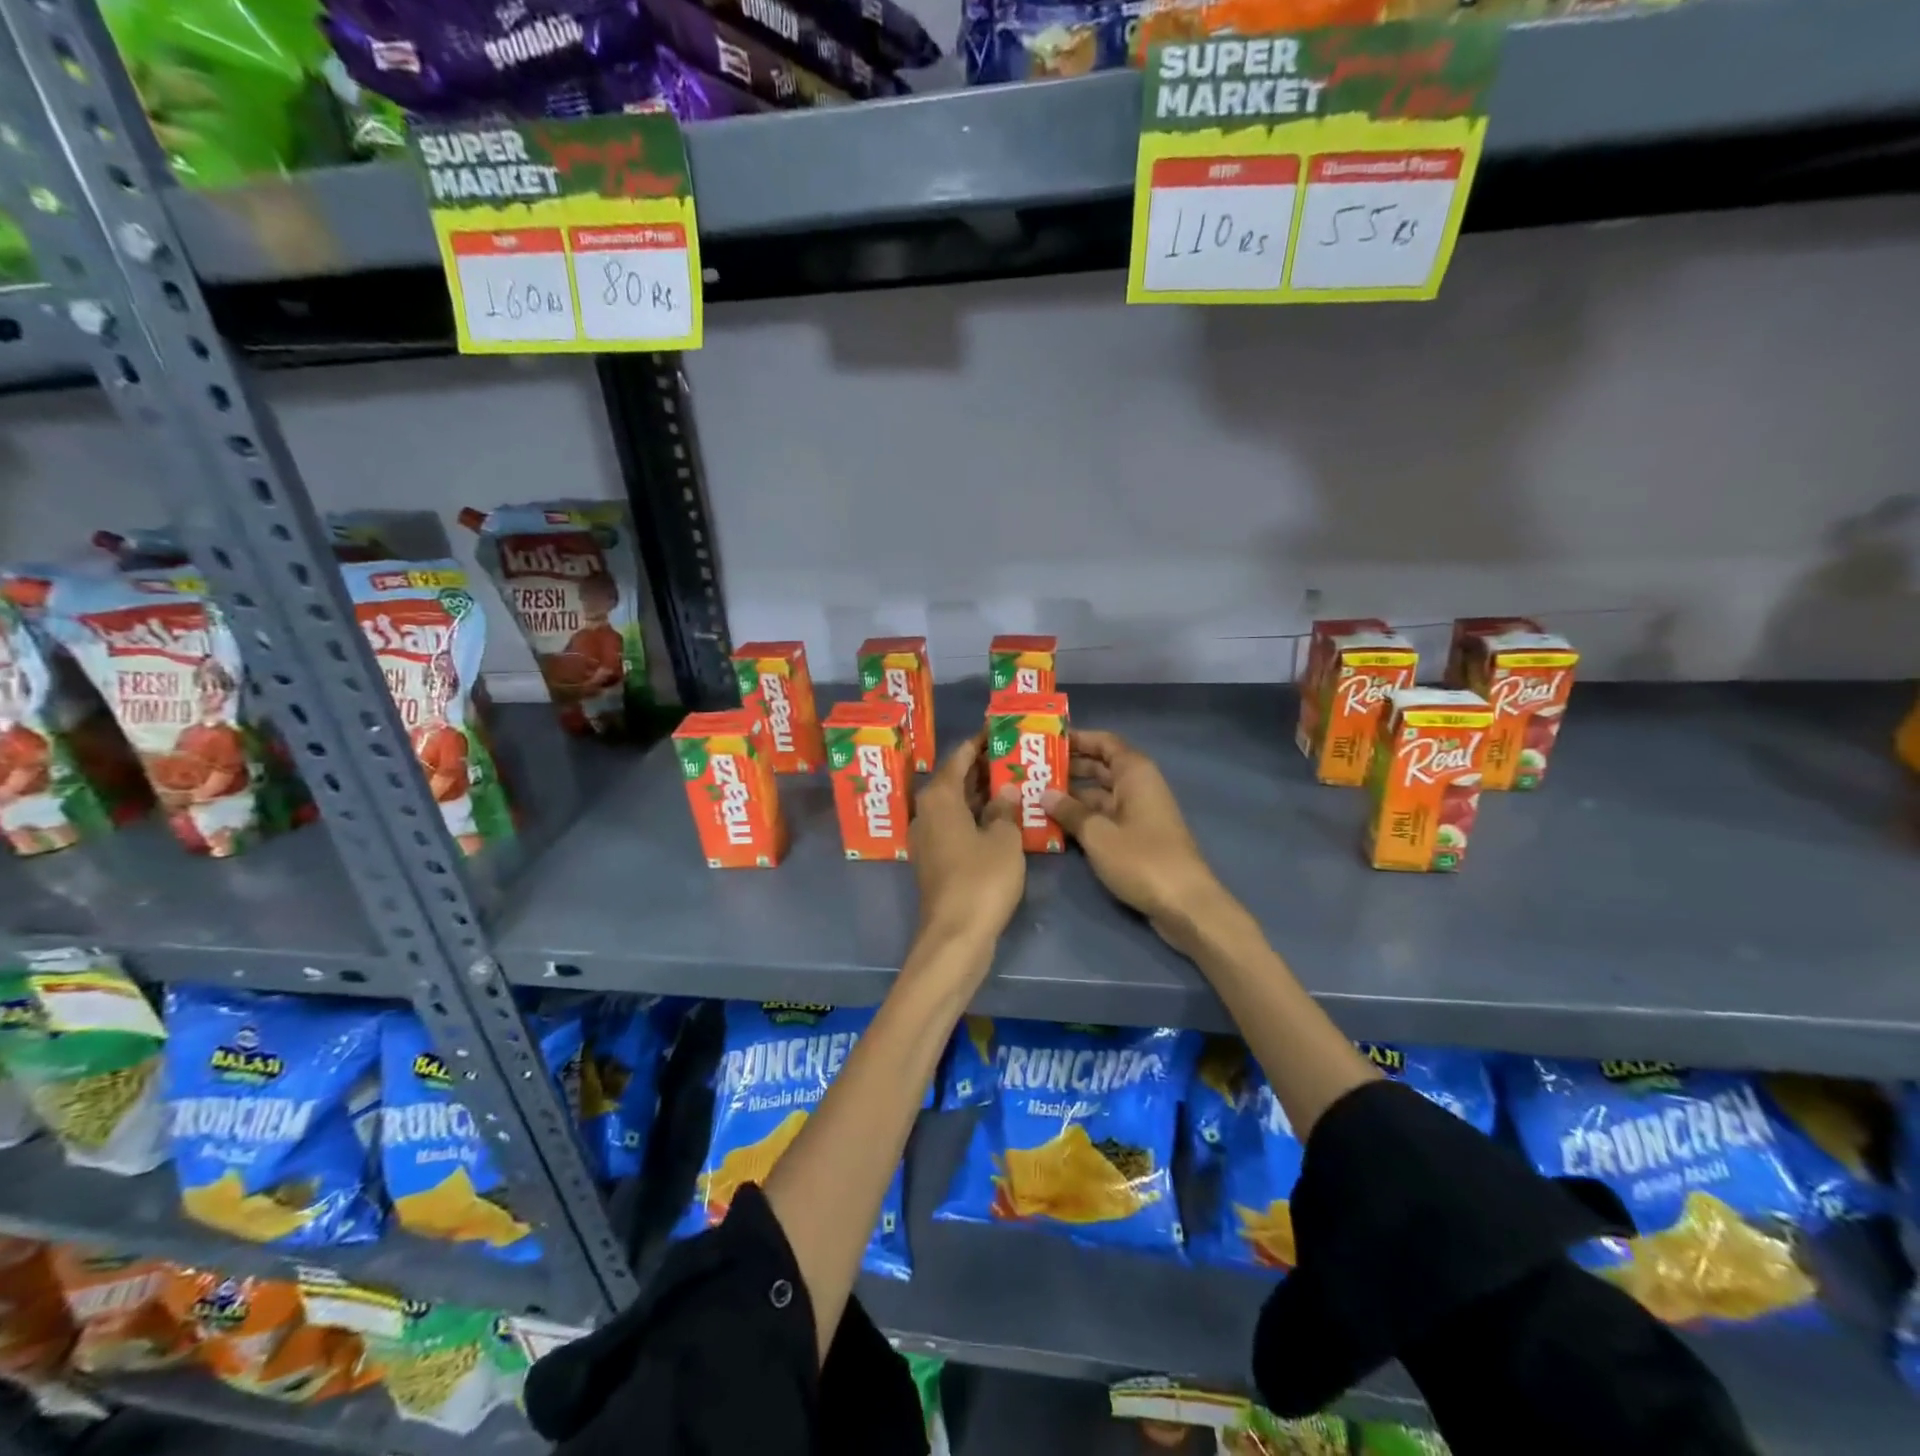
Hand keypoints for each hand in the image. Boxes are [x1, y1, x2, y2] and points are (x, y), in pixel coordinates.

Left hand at [910, 733, 1024, 950]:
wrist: (955, 936)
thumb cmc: (981, 880)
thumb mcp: (1003, 840)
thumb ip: (1005, 810)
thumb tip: (1005, 791)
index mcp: (939, 798)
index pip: (958, 757)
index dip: (978, 743)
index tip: (998, 730)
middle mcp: (927, 813)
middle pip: (954, 780)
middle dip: (982, 768)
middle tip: (1014, 755)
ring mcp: (929, 839)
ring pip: (956, 805)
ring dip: (982, 794)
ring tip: (1014, 781)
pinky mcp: (936, 862)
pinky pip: (957, 827)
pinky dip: (977, 818)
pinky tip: (1003, 819)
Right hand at [1042, 730, 1226, 947]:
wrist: (1185, 904)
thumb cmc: (1141, 859)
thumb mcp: (1098, 834)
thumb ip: (1069, 811)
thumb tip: (1043, 794)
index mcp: (1135, 773)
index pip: (1104, 742)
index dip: (1077, 739)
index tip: (1046, 741)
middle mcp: (1139, 786)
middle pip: (1100, 767)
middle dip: (1068, 768)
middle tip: (1031, 771)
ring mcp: (1139, 813)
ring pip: (1100, 795)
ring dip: (1072, 796)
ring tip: (1034, 798)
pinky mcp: (1137, 837)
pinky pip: (1105, 817)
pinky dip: (1083, 818)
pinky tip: (1055, 825)